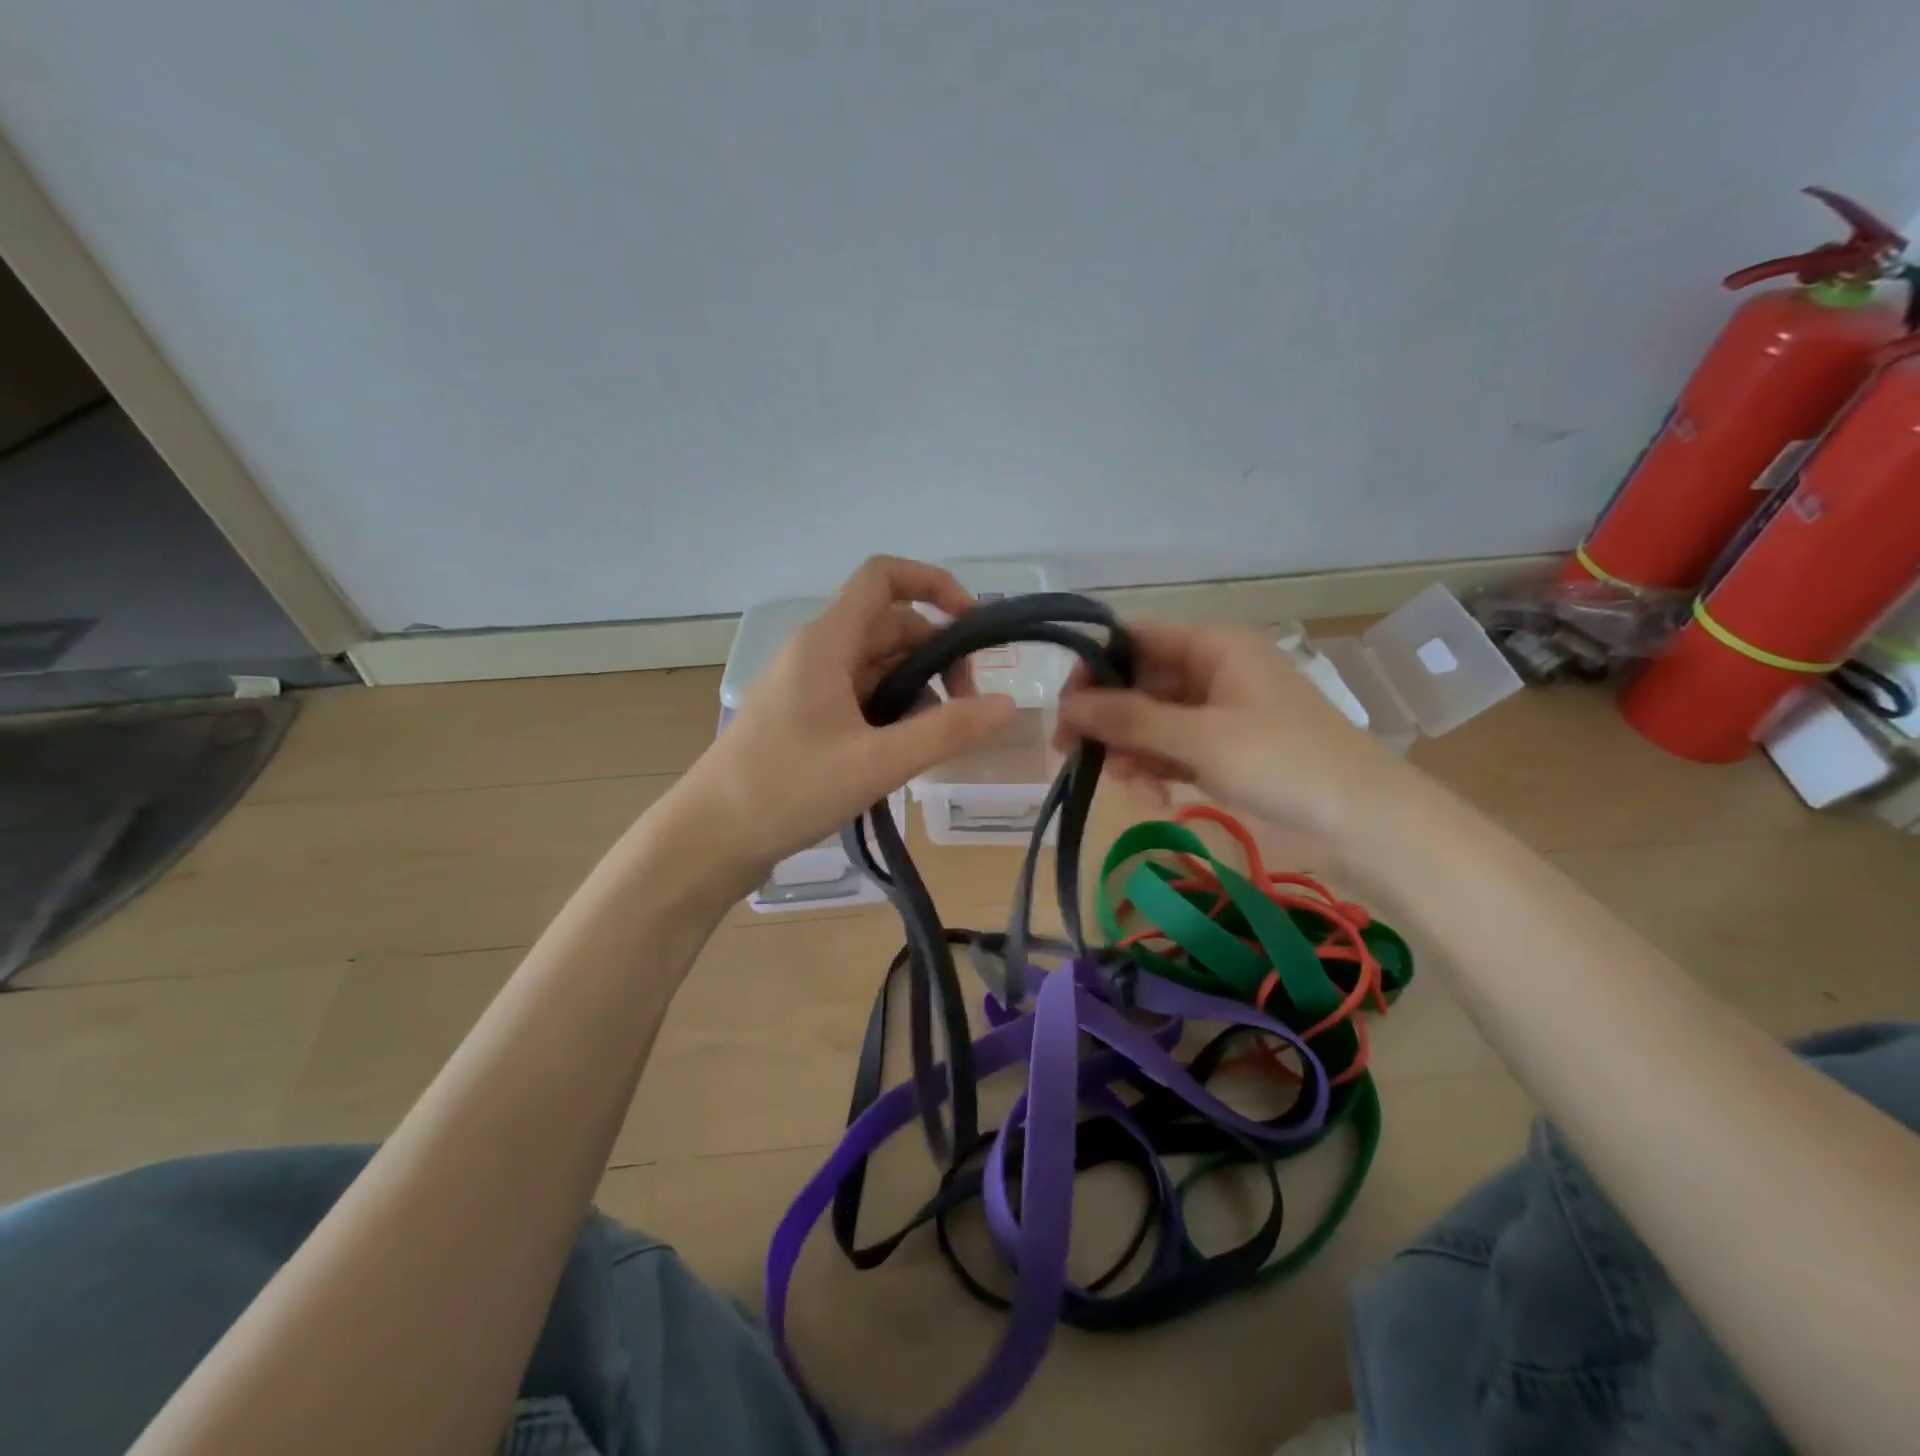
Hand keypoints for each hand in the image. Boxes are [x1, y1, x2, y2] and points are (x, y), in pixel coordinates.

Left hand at [673, 556, 1018, 884]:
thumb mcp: (877, 763)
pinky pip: (862, 698)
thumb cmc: (788, 790)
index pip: (883, 578)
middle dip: (937, 657)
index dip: (934, 584)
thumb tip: (1008, 705)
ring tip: (938, 742)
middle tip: (968, 710)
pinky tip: (906, 753)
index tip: (974, 626)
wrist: (711, 839)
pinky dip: (893, 714)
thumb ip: (947, 732)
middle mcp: (817, 653)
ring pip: (879, 667)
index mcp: (826, 643)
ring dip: (918, 691)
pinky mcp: (806, 719)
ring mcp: (809, 687)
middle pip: (891, 628)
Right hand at [1055, 622, 1416, 840]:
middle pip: (1140, 683)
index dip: (1096, 666)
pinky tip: (1151, 795)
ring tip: (1123, 783)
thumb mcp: (1201, 738)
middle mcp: (1214, 672)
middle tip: (1072, 752)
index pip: (1137, 640)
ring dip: (1130, 749)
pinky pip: (1173, 750)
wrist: (1366, 823)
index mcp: (1215, 647)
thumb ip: (1131, 718)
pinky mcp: (1224, 751)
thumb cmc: (1285, 763)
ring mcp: (1219, 714)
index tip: (1065, 706)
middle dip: (1109, 718)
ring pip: (1152, 721)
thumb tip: (1066, 705)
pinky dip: (1156, 768)